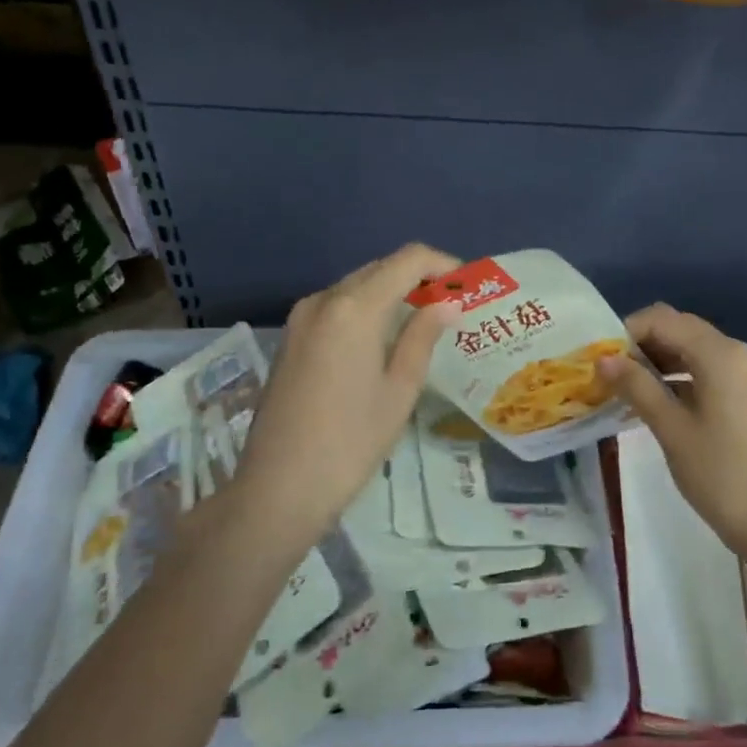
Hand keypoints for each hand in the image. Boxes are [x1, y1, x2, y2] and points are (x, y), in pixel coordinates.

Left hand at [230, 243, 461, 553]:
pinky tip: (383, 339)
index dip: (442, 264)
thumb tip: (446, 304)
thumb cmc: (351, 442)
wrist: (280, 486)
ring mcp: (300, 318)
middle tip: (451, 306)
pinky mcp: (291, 339)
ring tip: (423, 323)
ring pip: (355, 287)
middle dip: (418, 278)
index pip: (407, 260)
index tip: (467, 286)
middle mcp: (323, 300)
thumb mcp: (399, 390)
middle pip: (379, 269)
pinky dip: (365, 310)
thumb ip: (422, 337)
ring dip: (391, 294)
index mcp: (354, 308)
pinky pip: (336, 308)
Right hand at [598, 303, 746, 567]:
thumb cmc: (720, 475)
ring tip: (627, 391)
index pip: (663, 320)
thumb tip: (604, 358)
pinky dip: (682, 379)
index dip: (626, 332)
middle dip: (642, 346)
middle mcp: (740, 354)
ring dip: (661, 363)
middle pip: (681, 331)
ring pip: (696, 353)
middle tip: (609, 375)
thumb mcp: (671, 428)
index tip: (600, 359)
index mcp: (721, 354)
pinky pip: (712, 373)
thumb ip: (637, 386)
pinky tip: (658, 405)